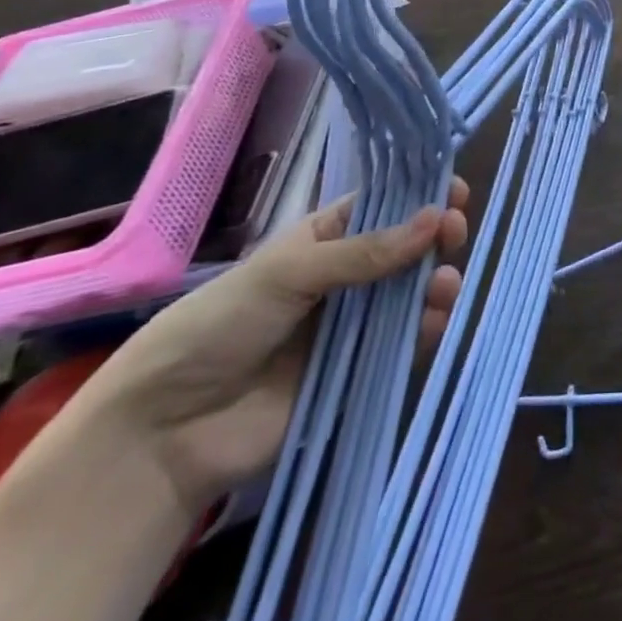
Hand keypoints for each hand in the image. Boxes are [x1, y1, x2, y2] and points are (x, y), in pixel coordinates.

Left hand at [78, 181, 467, 508]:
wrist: (167, 430)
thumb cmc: (221, 324)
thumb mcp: (290, 272)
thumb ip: (364, 253)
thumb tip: (435, 219)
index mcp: (325, 239)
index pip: (384, 206)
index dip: (420, 196)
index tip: (454, 190)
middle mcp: (346, 276)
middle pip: (406, 248)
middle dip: (436, 237)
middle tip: (454, 233)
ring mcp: (353, 325)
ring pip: (411, 294)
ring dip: (436, 283)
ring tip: (444, 284)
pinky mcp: (358, 372)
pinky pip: (403, 344)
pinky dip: (426, 330)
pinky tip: (436, 320)